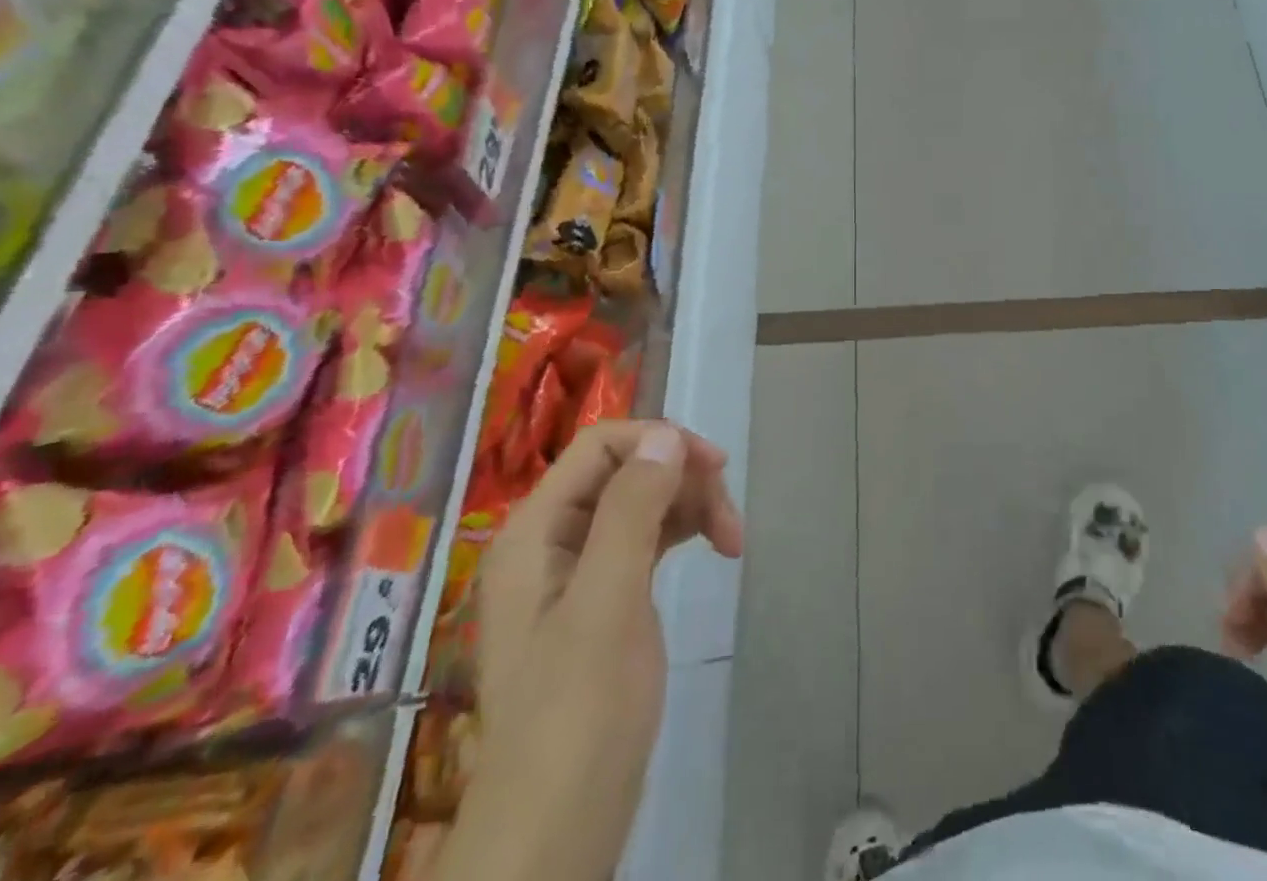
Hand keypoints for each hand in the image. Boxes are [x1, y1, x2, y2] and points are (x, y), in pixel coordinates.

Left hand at [438, 421, 742, 880]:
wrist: (558, 830)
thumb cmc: (579, 714)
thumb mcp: (608, 603)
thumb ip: (631, 511)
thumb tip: (667, 436)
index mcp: (534, 531)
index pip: (600, 445)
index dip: (659, 442)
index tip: (715, 468)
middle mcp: (551, 539)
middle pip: (626, 470)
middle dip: (682, 481)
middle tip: (731, 522)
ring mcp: (577, 570)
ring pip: (643, 501)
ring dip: (690, 506)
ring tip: (732, 542)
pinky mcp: (604, 596)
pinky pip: (647, 537)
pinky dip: (683, 532)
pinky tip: (714, 547)